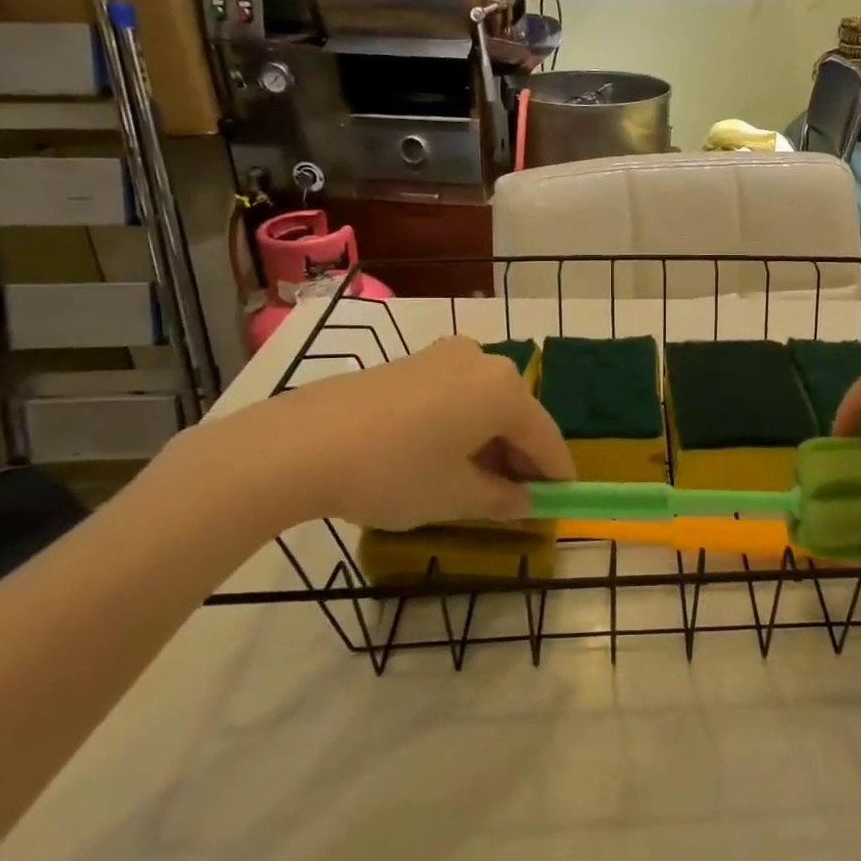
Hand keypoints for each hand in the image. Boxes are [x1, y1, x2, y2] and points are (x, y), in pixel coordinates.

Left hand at [168, 336, 574, 535]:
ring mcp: (444, 356)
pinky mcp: (411, 361)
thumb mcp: (455, 496)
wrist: (300, 444)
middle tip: (517, 501)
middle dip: (521, 460)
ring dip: (490, 443)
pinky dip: (461, 426)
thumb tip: (525, 503)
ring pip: (485, 404)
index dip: (557, 476)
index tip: (561, 505)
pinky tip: (442, 457)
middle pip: (518, 416)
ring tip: (476, 484)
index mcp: (504, 390)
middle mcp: (483, 361)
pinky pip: (455, 395)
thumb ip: (502, 500)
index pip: (547, 439)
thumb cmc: (394, 472)